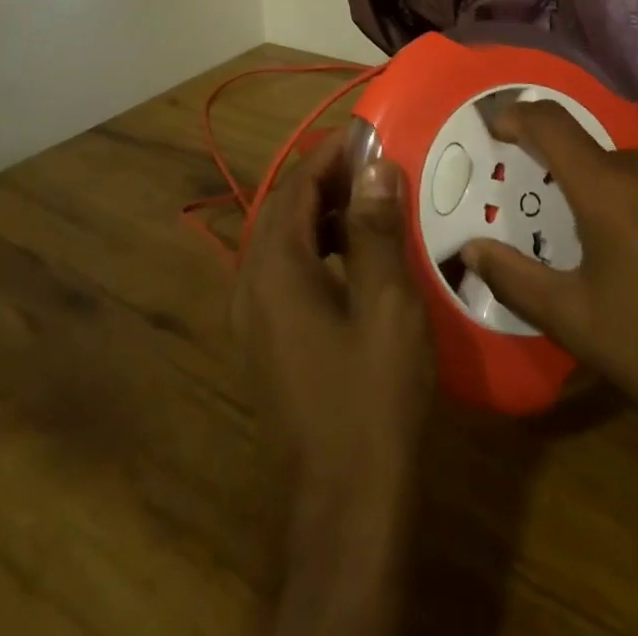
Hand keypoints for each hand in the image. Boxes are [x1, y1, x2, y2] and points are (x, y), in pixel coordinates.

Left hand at [234, 134, 431, 635]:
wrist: (345, 504)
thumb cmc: (372, 398)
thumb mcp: (386, 305)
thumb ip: (376, 229)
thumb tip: (375, 166)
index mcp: (275, 267)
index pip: (297, 184)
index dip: (332, 153)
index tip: (370, 132)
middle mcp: (251, 283)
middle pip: (284, 207)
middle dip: (326, 178)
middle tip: (376, 163)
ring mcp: (253, 316)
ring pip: (283, 239)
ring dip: (323, 212)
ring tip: (372, 201)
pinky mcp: (267, 341)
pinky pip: (286, 271)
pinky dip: (318, 247)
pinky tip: (357, 257)